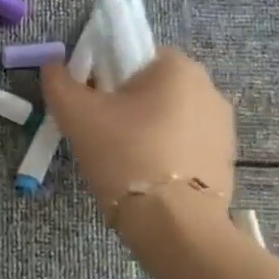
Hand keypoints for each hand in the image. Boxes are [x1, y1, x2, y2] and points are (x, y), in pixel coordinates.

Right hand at [39, 48, 235, 219]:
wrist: (174, 224)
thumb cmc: (124, 155)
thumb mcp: (76, 115)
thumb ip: (58, 82)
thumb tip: (53, 66)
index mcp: (177, 66)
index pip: (133, 54)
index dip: (104, 76)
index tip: (90, 105)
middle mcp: (209, 87)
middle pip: (151, 87)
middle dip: (125, 106)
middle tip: (100, 135)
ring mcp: (223, 125)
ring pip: (168, 117)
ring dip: (146, 130)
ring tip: (122, 162)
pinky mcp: (226, 159)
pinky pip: (185, 145)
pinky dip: (164, 154)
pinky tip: (146, 179)